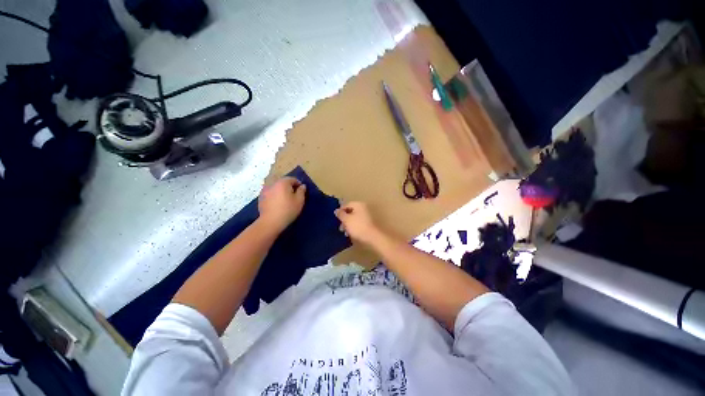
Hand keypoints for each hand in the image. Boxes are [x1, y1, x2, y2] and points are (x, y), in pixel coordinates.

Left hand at [258, 177, 305, 232]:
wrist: (271, 222)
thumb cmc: (288, 210)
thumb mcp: (300, 200)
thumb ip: (302, 191)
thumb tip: (302, 186)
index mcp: (283, 182)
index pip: (292, 179)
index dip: (298, 184)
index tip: (301, 192)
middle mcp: (273, 184)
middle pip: (283, 182)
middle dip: (289, 187)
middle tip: (294, 196)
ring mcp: (265, 190)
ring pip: (276, 188)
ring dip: (281, 191)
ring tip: (286, 200)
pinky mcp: (261, 198)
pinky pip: (270, 193)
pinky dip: (275, 196)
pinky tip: (278, 204)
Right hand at [334, 202, 381, 246]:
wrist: (372, 237)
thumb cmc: (358, 226)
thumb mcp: (346, 220)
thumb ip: (340, 214)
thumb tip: (337, 210)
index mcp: (358, 204)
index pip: (346, 205)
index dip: (340, 211)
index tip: (336, 219)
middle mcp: (364, 207)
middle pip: (351, 211)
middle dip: (344, 219)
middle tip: (341, 227)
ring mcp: (368, 215)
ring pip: (355, 217)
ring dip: (349, 224)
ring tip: (345, 232)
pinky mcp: (369, 223)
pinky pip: (359, 222)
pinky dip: (354, 226)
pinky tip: (352, 233)